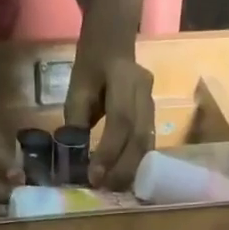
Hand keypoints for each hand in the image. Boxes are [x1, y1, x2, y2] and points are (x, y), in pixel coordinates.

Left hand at [64, 45, 153, 190]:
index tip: (94, 176)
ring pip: (147, 145)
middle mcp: (145, 93)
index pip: (121, 120)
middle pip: (140, 138)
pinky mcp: (153, 119)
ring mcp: (153, 106)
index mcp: (125, 78)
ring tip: (113, 189)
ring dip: (131, 171)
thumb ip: (77, 120)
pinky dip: (136, 166)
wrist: (114, 40)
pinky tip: (123, 178)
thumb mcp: (78, 86)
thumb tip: (75, 158)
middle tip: (104, 189)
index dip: (109, 152)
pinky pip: (148, 147)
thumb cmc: (93, 64)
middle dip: (122, 169)